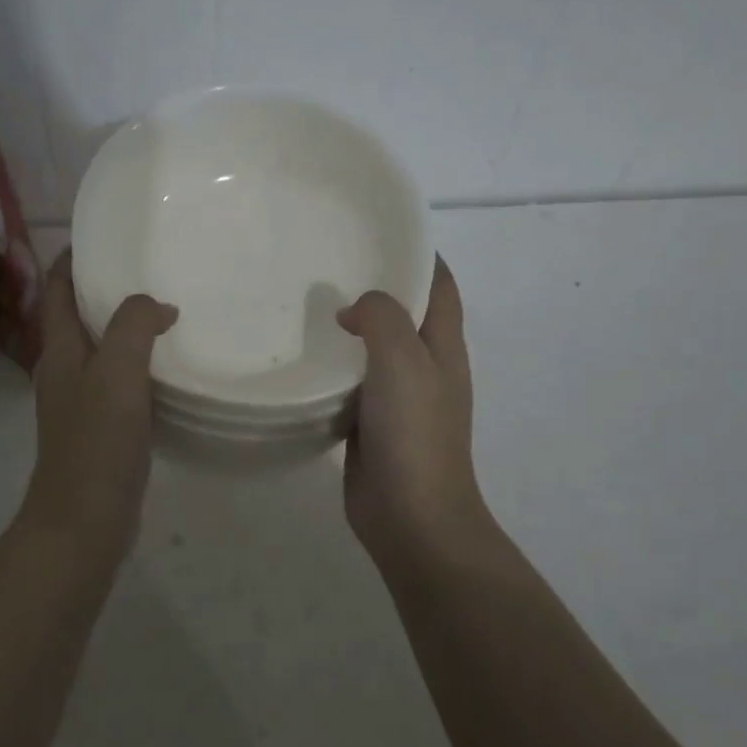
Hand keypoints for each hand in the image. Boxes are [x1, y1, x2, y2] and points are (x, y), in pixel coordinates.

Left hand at [19, 252, 176, 557]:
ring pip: (100, 351)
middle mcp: (63, 371)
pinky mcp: (100, 430)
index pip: (58, 290)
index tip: (104, 236)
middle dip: (105, 290)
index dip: (73, 259)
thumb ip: (133, 326)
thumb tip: (156, 305)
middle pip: (78, 317)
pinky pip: (118, 383)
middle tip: (149, 270)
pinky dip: (138, 365)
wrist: (84, 521)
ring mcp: (80, 403)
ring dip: (125, 328)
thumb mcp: (116, 372)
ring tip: (165, 311)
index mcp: (59, 351)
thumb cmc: (96, 442)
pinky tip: (167, 368)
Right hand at [337, 257, 492, 568]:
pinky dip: (334, 368)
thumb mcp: (403, 359)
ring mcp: (398, 400)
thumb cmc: (415, 433)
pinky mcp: (370, 425)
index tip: (378, 231)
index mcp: (444, 347)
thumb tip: (353, 309)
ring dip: (351, 329)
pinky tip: (302, 358)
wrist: (410, 515)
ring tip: (308, 303)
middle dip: (376, 287)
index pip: (440, 285)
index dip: (419, 254)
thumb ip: (381, 318)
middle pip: (405, 314)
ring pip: (374, 351)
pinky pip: (351, 385)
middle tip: (328, 264)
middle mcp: (425, 368)